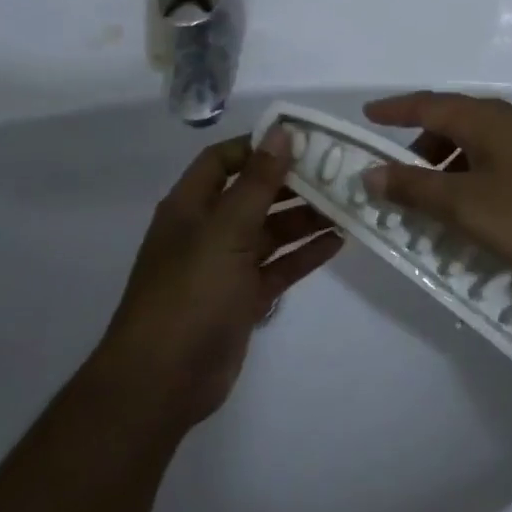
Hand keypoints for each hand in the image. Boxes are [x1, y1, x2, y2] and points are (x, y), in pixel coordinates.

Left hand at [95, 132, 339, 432]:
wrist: (164, 380)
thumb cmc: (191, 292)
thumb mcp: (226, 230)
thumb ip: (258, 182)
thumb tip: (281, 131)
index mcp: (191, 206)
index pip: (223, 160)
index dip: (258, 146)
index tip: (301, 140)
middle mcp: (208, 230)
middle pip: (253, 195)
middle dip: (292, 183)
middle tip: (338, 172)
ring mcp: (226, 266)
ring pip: (270, 231)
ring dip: (305, 218)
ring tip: (347, 205)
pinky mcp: (243, 298)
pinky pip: (278, 267)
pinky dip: (304, 254)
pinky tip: (337, 242)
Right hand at [361, 92, 511, 297]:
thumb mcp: (468, 206)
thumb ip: (416, 189)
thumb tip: (369, 173)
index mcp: (484, 119)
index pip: (427, 105)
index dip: (394, 110)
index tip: (366, 114)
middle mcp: (510, 120)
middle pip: (454, 122)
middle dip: (422, 146)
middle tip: (400, 177)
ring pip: (479, 144)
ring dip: (451, 166)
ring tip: (439, 202)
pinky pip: (500, 162)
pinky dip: (477, 177)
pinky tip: (482, 210)